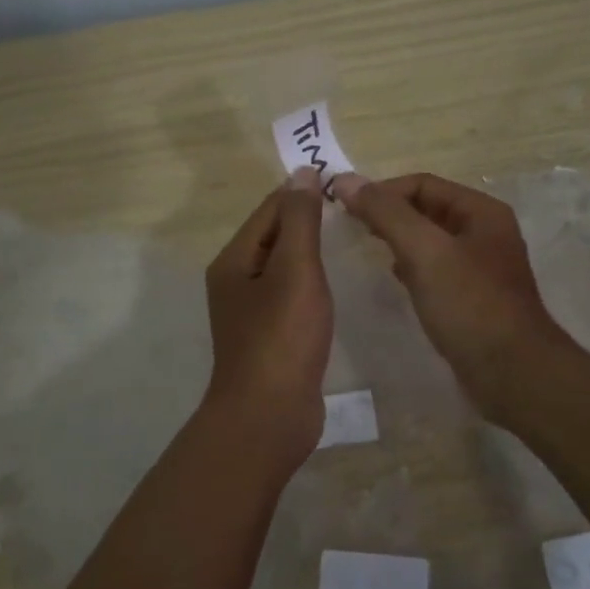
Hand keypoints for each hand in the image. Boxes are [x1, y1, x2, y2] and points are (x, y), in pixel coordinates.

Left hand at [201, 168, 333, 469]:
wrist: (269, 415)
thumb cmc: (282, 337)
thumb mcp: (295, 269)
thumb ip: (300, 220)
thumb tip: (302, 173)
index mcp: (234, 259)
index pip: (271, 209)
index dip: (304, 193)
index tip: (345, 186)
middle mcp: (236, 280)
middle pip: (274, 236)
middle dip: (309, 221)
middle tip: (354, 213)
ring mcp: (251, 312)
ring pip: (284, 267)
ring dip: (311, 252)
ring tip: (349, 242)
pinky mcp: (269, 337)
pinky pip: (291, 296)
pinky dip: (311, 283)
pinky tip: (333, 286)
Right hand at [336, 172, 569, 421]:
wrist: (512, 373)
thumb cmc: (469, 305)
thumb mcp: (425, 251)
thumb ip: (386, 213)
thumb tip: (346, 180)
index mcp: (481, 212)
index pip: (422, 184)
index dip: (383, 190)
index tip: (346, 207)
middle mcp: (484, 233)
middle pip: (427, 209)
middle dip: (389, 214)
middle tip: (351, 227)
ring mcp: (481, 267)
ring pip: (430, 241)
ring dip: (399, 240)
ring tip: (368, 248)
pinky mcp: (473, 298)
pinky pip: (436, 270)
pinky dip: (412, 267)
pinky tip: (396, 278)